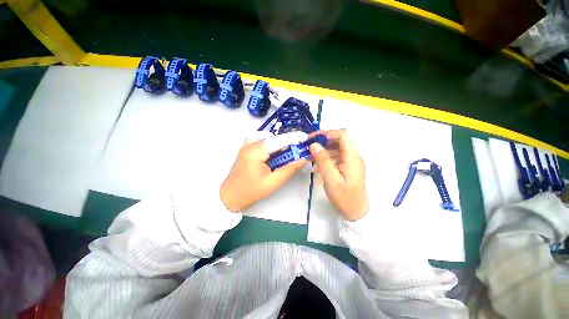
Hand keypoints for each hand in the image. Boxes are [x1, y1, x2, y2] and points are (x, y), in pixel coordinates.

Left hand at [220, 137, 306, 212]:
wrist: (229, 197)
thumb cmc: (251, 191)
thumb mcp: (273, 182)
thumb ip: (289, 169)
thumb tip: (303, 159)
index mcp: (257, 151)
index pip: (279, 140)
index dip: (294, 138)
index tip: (306, 137)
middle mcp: (250, 144)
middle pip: (274, 139)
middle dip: (286, 144)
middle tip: (296, 153)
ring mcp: (246, 146)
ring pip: (267, 140)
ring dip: (278, 146)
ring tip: (284, 157)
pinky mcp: (245, 150)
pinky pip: (260, 142)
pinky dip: (269, 146)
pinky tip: (272, 155)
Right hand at [310, 129, 368, 220]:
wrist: (356, 212)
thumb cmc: (344, 197)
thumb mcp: (331, 179)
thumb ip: (323, 160)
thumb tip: (314, 145)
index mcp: (352, 157)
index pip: (343, 135)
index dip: (329, 133)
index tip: (314, 139)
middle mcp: (353, 156)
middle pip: (340, 140)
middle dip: (324, 140)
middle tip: (309, 145)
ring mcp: (351, 162)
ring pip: (337, 148)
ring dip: (323, 149)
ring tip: (310, 154)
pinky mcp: (347, 167)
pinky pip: (336, 156)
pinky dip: (326, 157)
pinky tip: (316, 164)